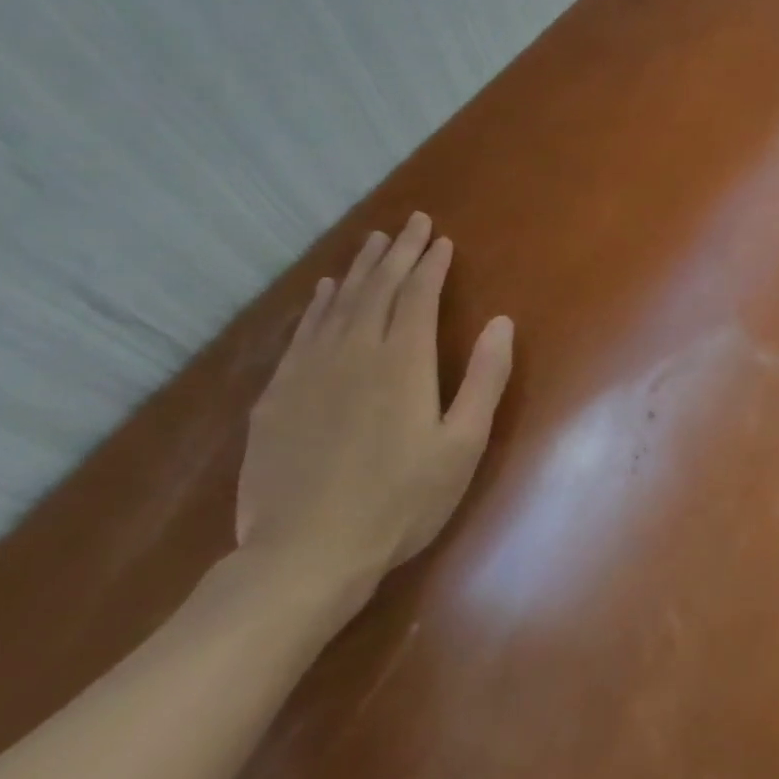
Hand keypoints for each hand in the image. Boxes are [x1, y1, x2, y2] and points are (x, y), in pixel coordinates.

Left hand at [236, 214, 513, 611]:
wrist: (303, 555)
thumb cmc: (400, 501)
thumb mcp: (463, 445)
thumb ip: (485, 379)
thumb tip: (501, 323)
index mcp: (403, 361)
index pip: (418, 294)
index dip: (430, 263)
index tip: (440, 238)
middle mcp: (354, 352)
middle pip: (377, 287)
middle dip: (397, 252)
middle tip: (410, 222)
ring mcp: (309, 371)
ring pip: (336, 303)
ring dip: (357, 269)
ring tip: (371, 242)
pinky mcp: (277, 395)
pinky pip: (300, 332)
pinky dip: (315, 305)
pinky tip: (321, 292)